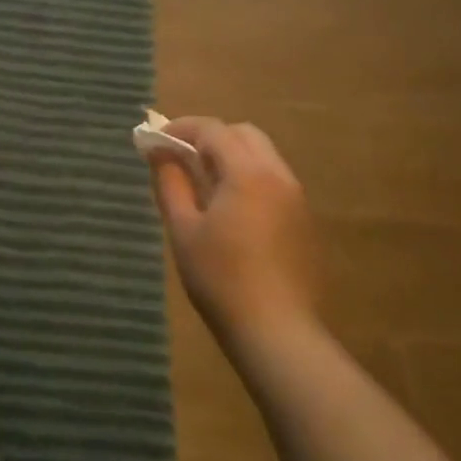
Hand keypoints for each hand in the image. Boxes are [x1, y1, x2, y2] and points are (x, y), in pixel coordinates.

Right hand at [150, 117, 320, 342]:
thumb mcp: (183, 230)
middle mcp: (278, 176)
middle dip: (210, 137)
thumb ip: (170, 183)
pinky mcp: (304, 221)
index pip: (213, 130)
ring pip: (263, 156)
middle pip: (244, 135)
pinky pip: (274, 181)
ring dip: (232, 156)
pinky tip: (230, 209)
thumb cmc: (221, 279)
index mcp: (248, 173)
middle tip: (181, 157)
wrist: (277, 332)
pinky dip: (249, 177)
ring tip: (203, 183)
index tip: (156, 138)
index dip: (181, 128)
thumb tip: (159, 152)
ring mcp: (296, 198)